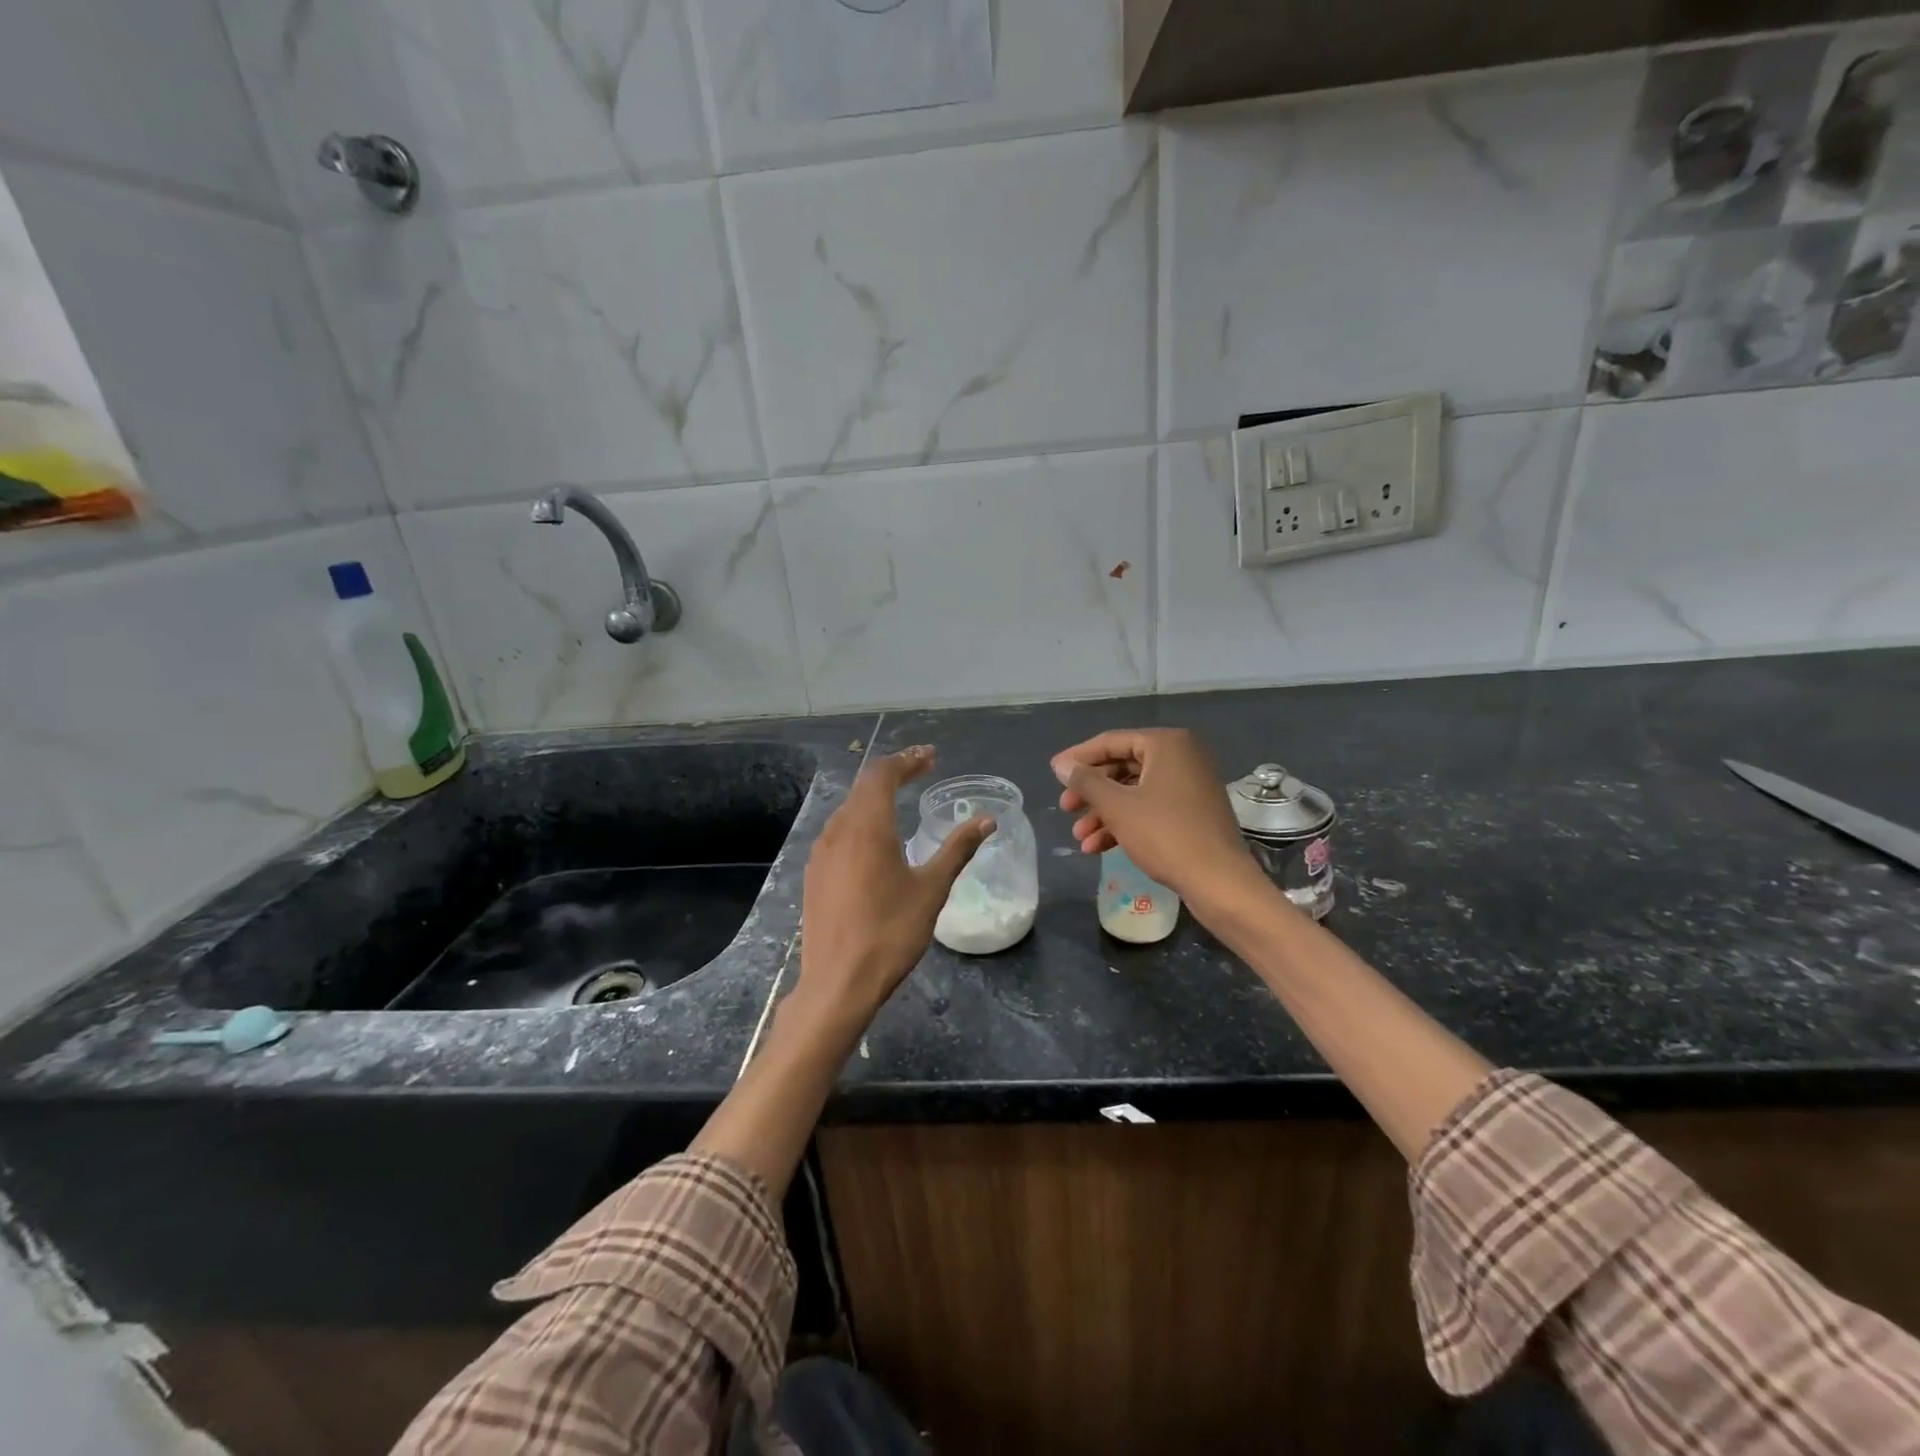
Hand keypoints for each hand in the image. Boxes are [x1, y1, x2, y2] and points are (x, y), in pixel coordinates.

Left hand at [796, 746, 993, 1031]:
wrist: (838, 983)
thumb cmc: (890, 933)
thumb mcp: (931, 890)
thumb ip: (957, 850)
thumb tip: (987, 821)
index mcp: (867, 827)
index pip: (884, 775)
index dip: (908, 760)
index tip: (931, 756)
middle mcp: (839, 830)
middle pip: (864, 786)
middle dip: (893, 772)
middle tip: (921, 769)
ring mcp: (821, 852)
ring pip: (848, 808)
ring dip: (875, 795)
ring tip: (901, 797)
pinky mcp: (814, 873)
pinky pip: (839, 830)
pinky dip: (860, 819)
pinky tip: (875, 838)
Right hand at [1051, 729, 1257, 902]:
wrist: (1219, 881)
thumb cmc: (1165, 834)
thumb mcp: (1117, 806)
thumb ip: (1086, 781)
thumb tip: (1061, 765)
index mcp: (1167, 744)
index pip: (1111, 742)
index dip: (1078, 758)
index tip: (1053, 773)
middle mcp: (1182, 756)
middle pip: (1123, 766)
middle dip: (1091, 791)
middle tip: (1066, 808)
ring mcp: (1190, 784)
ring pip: (1134, 791)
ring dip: (1104, 812)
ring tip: (1080, 837)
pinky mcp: (1193, 811)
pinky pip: (1151, 807)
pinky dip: (1125, 822)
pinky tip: (1098, 846)